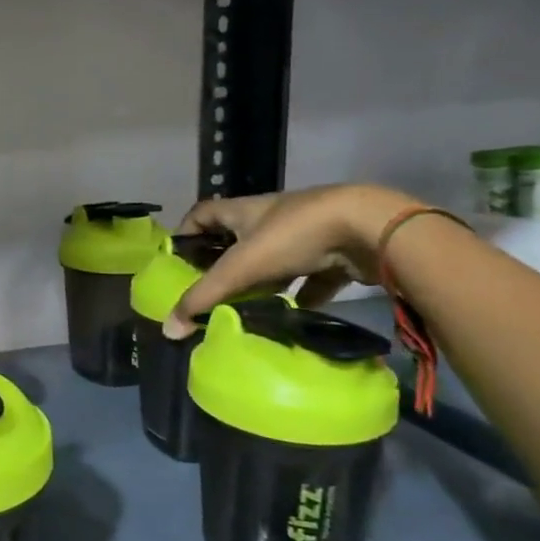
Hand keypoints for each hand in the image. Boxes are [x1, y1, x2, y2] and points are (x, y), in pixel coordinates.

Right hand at [165, 184, 420, 336]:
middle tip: (211, 293)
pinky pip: (312, 276)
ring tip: (248, 308)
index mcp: (244, 211)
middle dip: (224, 264)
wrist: (370, 228)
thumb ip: (204, 297)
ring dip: (262, 281)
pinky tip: (295, 315)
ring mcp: (306, 234)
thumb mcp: (241, 267)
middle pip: (238, 239)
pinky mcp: (336, 253)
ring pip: (275, 259)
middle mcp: (272, 218)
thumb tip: (169, 329)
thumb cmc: (293, 236)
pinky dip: (302, 294)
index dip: (187, 232)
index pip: (203, 213)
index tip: (178, 260)